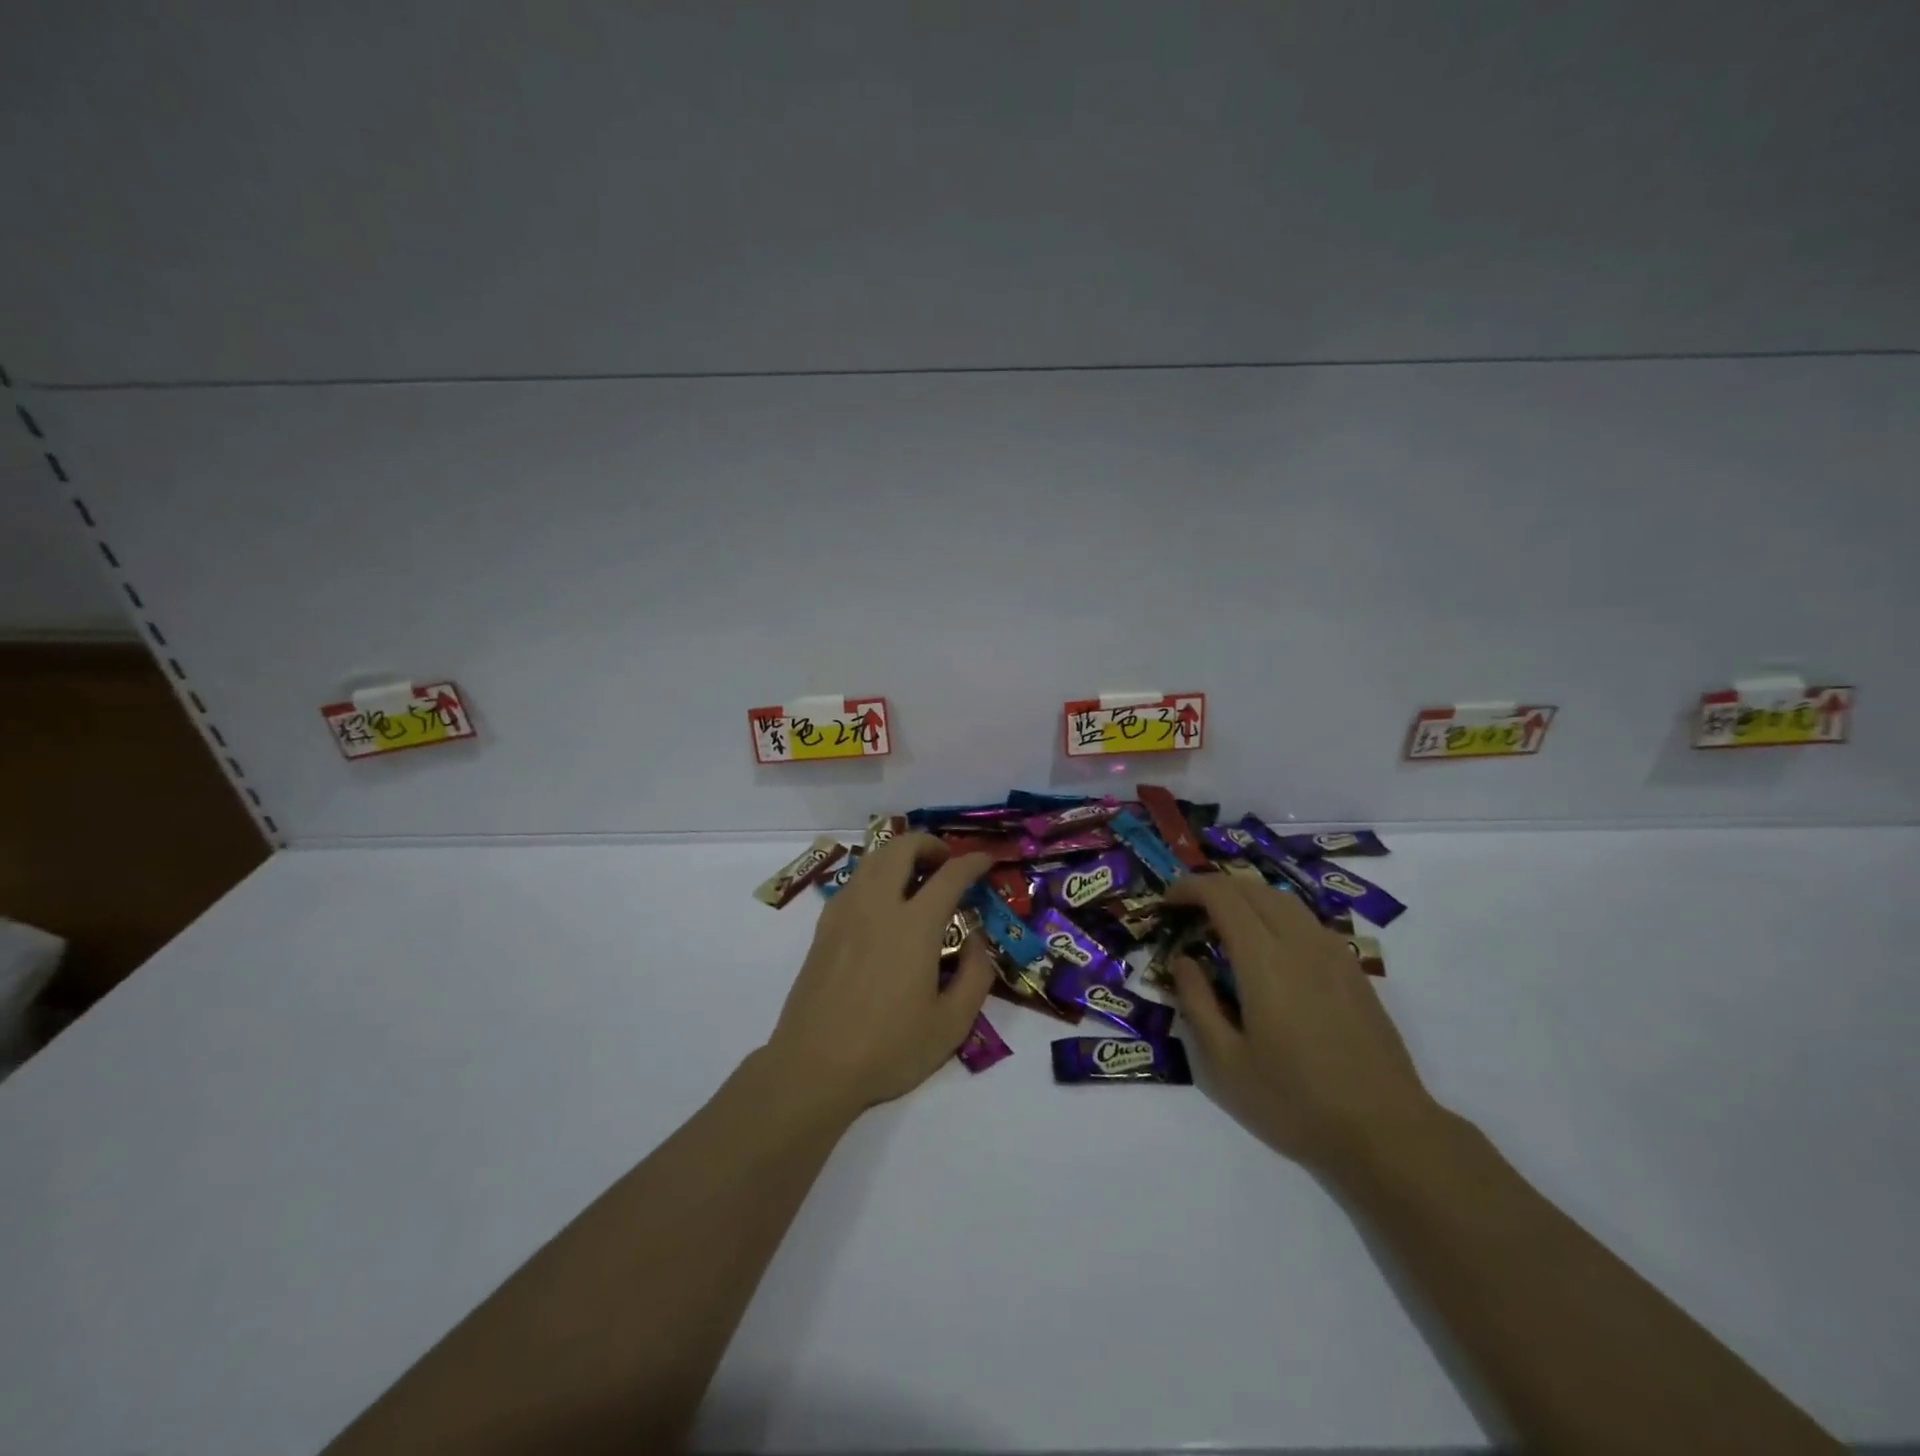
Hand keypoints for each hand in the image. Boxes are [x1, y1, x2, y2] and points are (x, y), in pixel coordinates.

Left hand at [763, 833, 995, 1113]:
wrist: (814, 1067)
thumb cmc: (888, 1049)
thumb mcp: (952, 1024)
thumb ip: (975, 974)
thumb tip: (977, 938)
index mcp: (913, 925)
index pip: (950, 875)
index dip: (973, 862)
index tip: (987, 860)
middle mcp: (877, 906)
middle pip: (902, 847)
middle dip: (930, 844)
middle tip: (947, 863)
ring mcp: (845, 912)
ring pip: (873, 858)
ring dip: (900, 855)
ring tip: (917, 878)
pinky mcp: (824, 927)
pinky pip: (854, 881)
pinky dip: (876, 875)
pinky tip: (884, 905)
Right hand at [1165, 871, 1443, 1175]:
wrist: (1386, 1133)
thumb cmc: (1295, 1102)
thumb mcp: (1225, 1063)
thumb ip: (1197, 1003)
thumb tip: (1183, 960)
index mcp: (1264, 959)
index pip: (1222, 895)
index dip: (1190, 887)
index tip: (1167, 902)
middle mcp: (1299, 942)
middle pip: (1252, 888)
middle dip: (1214, 888)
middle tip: (1189, 912)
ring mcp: (1332, 953)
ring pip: (1283, 900)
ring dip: (1247, 898)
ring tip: (1224, 924)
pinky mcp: (1353, 970)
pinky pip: (1307, 921)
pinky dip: (1275, 915)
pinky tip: (1269, 949)